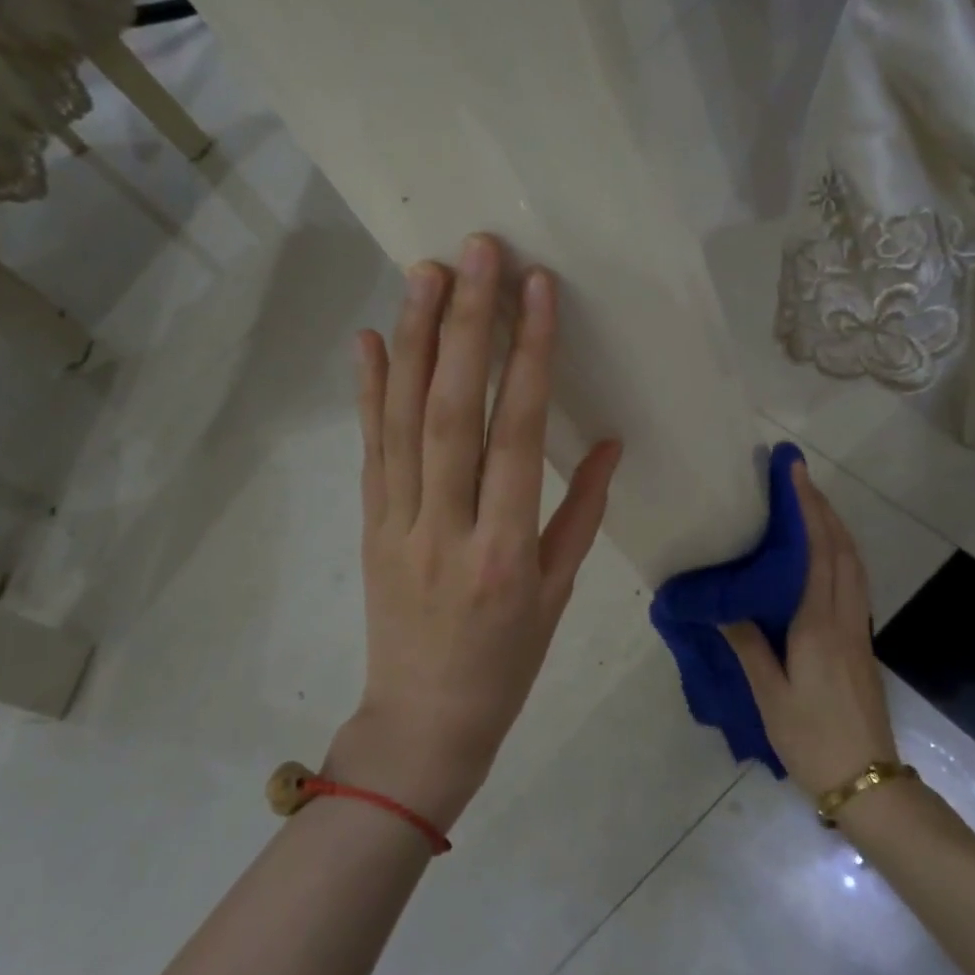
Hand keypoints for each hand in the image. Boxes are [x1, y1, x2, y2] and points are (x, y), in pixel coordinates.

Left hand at [329, 234, 622, 830]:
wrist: (424, 722)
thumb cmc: (506, 663)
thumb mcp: (559, 595)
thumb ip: (581, 514)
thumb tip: (606, 442)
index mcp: (505, 551)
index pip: (515, 435)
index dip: (528, 357)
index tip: (536, 291)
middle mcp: (447, 527)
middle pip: (452, 411)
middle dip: (466, 325)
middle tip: (476, 253)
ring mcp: (397, 524)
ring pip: (403, 420)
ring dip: (413, 341)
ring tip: (424, 273)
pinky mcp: (369, 526)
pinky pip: (369, 450)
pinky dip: (368, 392)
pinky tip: (371, 340)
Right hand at [722, 459, 897, 796]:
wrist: (867, 781)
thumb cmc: (811, 738)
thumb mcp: (770, 695)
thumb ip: (749, 645)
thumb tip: (725, 608)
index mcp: (819, 625)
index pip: (817, 552)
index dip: (808, 509)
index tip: (795, 474)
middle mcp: (844, 618)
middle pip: (842, 550)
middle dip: (823, 509)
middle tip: (798, 479)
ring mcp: (858, 630)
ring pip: (853, 565)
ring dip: (835, 529)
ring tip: (809, 507)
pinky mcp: (861, 643)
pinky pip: (853, 583)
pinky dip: (839, 555)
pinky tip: (822, 556)